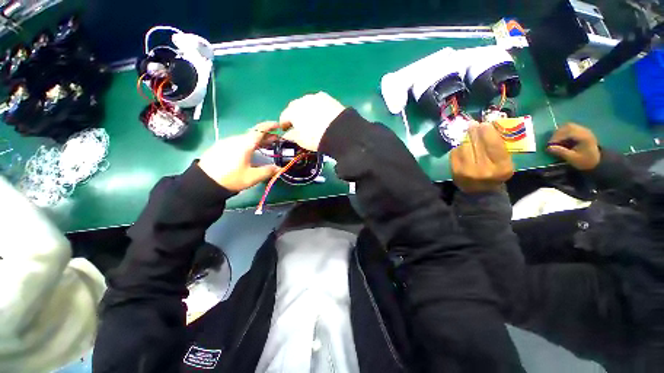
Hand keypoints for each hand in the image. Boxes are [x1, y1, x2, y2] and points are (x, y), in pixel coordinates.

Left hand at [197, 122, 280, 191]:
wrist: (204, 182)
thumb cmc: (231, 178)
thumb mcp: (252, 177)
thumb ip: (268, 171)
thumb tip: (279, 168)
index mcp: (245, 143)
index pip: (260, 130)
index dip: (270, 126)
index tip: (279, 125)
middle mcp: (236, 139)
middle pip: (253, 134)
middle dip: (266, 136)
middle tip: (276, 140)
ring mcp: (227, 142)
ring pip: (246, 138)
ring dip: (257, 140)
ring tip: (265, 146)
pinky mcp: (221, 147)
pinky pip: (238, 142)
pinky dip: (248, 143)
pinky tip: (250, 151)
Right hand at [279, 92, 345, 150]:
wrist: (338, 131)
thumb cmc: (315, 137)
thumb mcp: (300, 140)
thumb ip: (291, 136)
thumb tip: (287, 134)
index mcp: (292, 111)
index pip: (284, 116)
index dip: (284, 124)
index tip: (285, 129)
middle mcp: (302, 100)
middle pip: (295, 107)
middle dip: (295, 115)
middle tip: (299, 124)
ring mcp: (316, 97)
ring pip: (308, 103)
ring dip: (307, 110)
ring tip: (312, 120)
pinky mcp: (329, 98)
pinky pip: (320, 103)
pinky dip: (319, 108)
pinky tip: (323, 115)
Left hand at [450, 122, 513, 192]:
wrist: (479, 192)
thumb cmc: (495, 174)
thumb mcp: (504, 162)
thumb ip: (499, 146)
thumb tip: (486, 125)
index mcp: (502, 167)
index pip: (494, 145)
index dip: (488, 132)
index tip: (484, 123)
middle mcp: (484, 170)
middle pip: (477, 144)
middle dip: (474, 131)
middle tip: (473, 124)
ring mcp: (467, 171)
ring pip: (464, 146)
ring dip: (466, 138)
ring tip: (468, 134)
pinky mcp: (454, 171)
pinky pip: (455, 152)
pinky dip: (458, 147)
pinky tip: (462, 146)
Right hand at [547, 123, 600, 170]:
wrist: (596, 161)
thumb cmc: (584, 161)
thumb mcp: (573, 159)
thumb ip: (561, 152)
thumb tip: (549, 148)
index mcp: (584, 137)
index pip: (568, 132)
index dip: (557, 137)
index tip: (550, 145)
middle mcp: (584, 131)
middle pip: (568, 126)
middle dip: (557, 134)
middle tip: (552, 143)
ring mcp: (583, 130)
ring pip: (568, 126)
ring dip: (560, 133)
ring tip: (556, 141)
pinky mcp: (581, 131)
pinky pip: (570, 128)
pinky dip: (563, 133)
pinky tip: (561, 139)